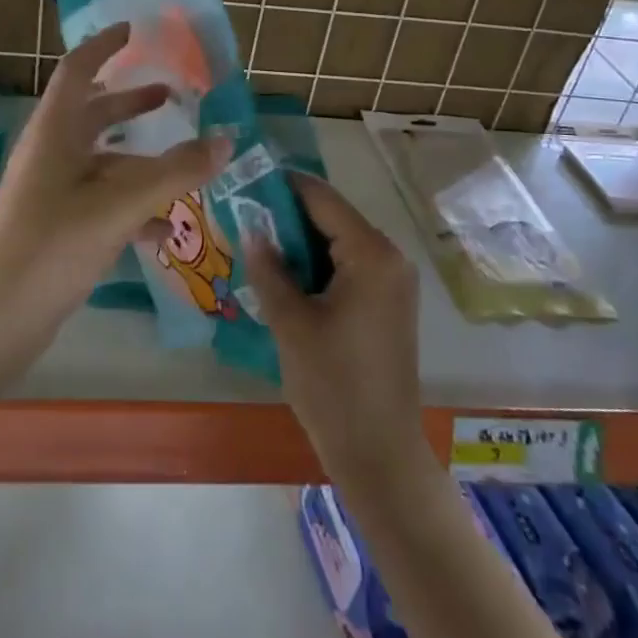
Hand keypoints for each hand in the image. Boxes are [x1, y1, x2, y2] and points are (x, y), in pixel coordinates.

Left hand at [0, 22, 230, 333]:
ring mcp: (49, 190)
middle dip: (128, 101)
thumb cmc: (54, 244)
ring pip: (99, 159)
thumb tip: (226, 140)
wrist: (0, 317)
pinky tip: (162, 230)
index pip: (77, 69)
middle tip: (169, 95)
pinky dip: (130, 203)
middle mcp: (49, 152)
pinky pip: (99, 198)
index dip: (104, 45)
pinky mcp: (55, 224)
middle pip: (91, 112)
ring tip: (180, 163)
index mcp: (54, 131)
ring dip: (137, 156)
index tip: (133, 30)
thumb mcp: (121, 204)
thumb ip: (176, 171)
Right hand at [244, 174, 433, 491]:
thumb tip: (251, 228)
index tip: (244, 184)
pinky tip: (286, 278)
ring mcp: (394, 282)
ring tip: (257, 247)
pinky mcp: (389, 304)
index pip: (321, 198)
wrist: (379, 454)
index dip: (282, 187)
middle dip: (287, 217)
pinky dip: (318, 266)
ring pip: (338, 243)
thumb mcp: (291, 322)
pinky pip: (349, 267)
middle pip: (332, 218)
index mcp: (371, 254)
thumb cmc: (333, 385)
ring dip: (301, 243)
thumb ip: (269, 268)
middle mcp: (390, 257)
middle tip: (243, 220)